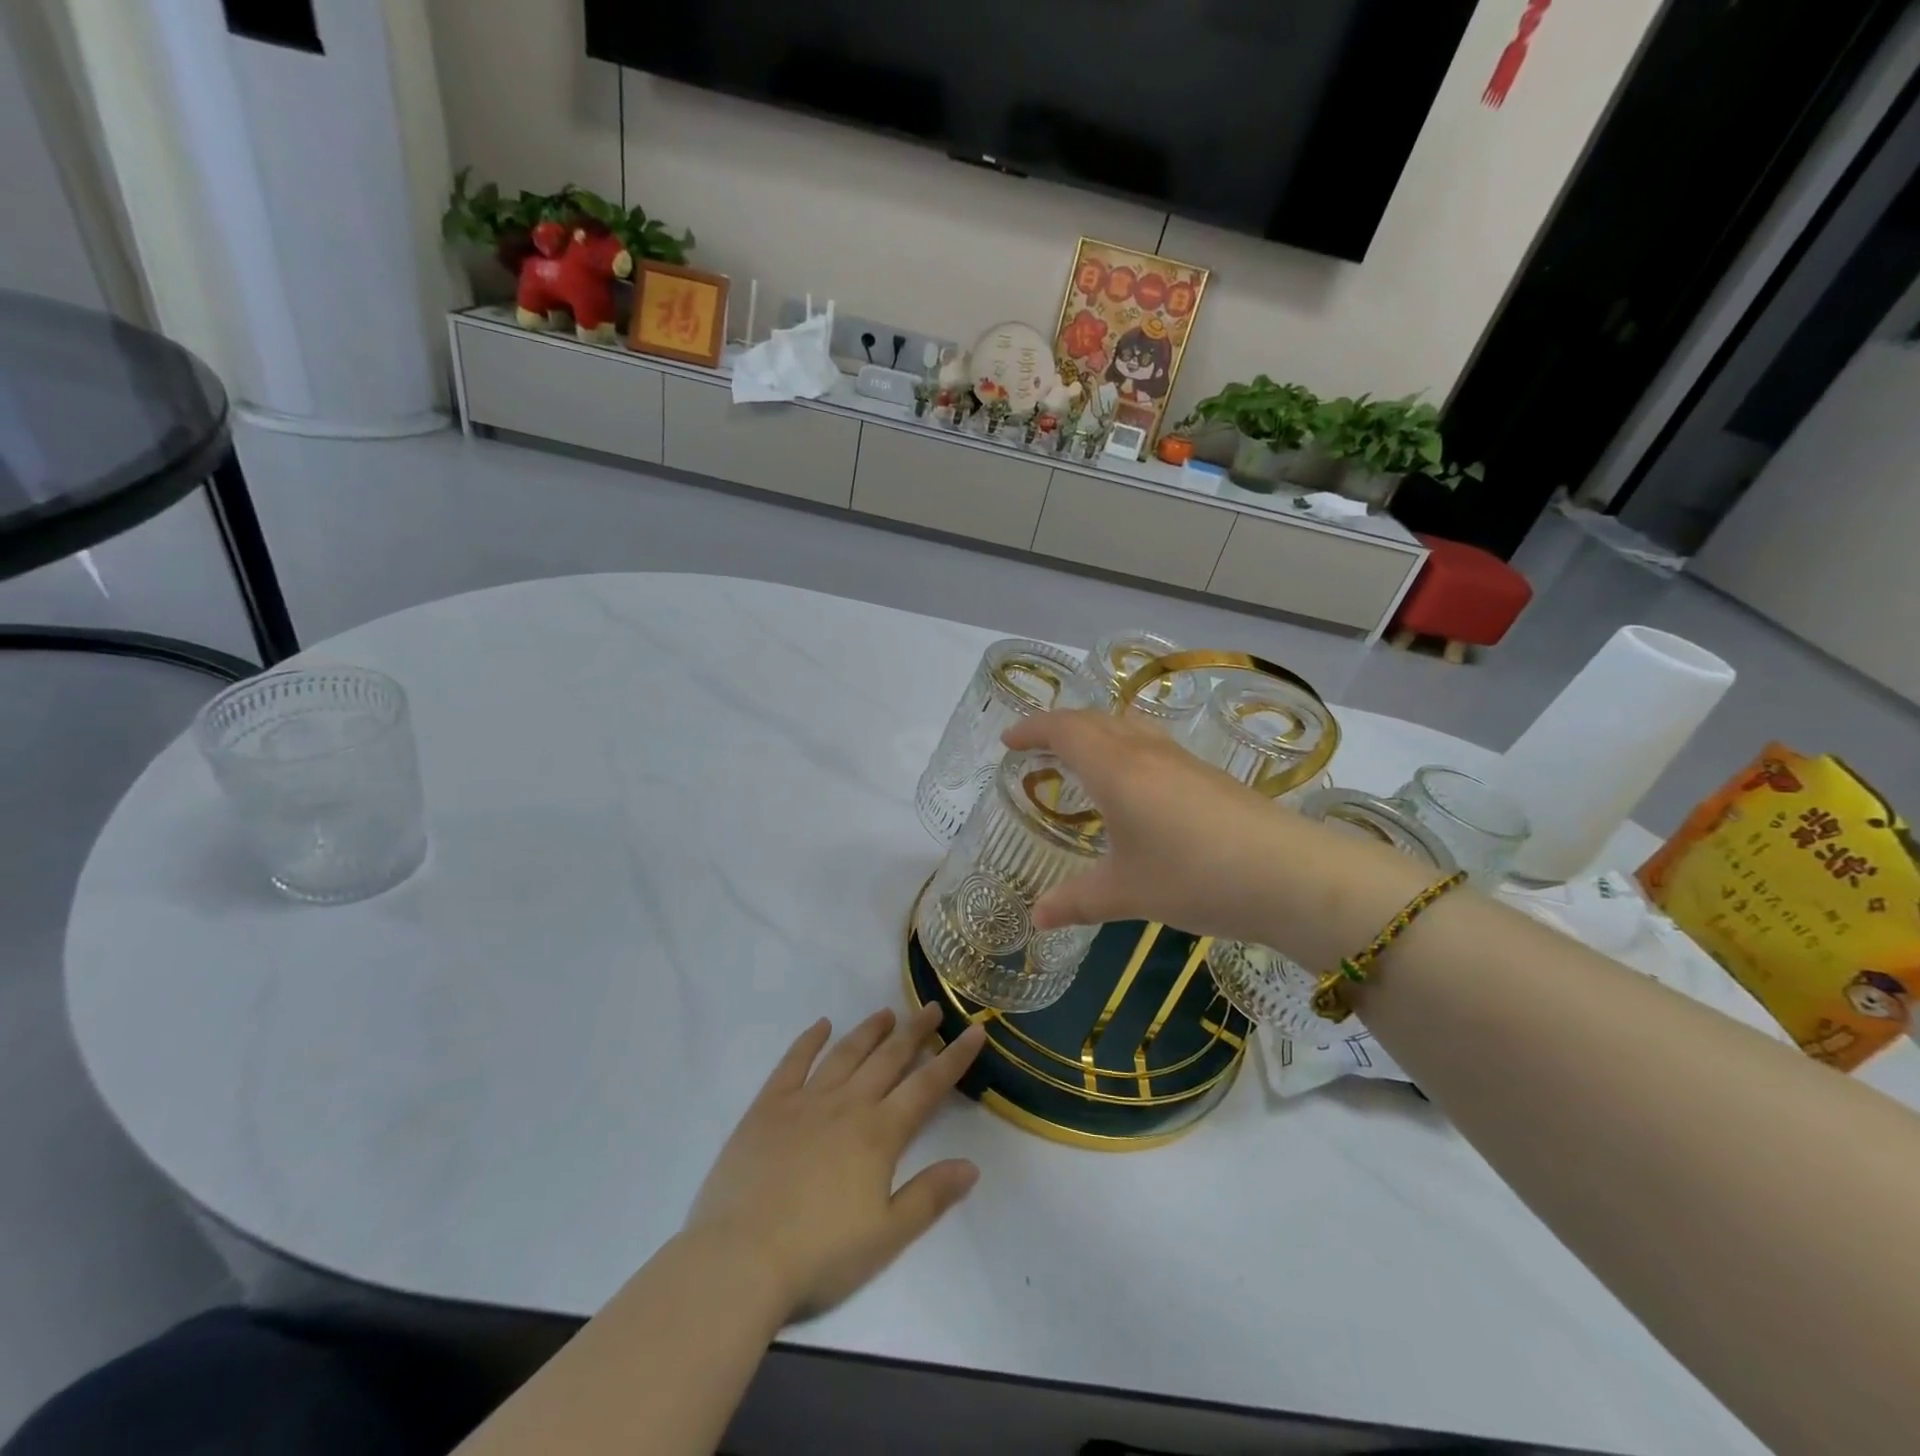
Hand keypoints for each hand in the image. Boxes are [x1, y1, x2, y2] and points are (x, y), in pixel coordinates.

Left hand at [685, 1004, 986, 1324]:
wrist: (740, 1259)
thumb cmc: (819, 1255)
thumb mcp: (886, 1236)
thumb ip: (930, 1196)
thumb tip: (972, 1166)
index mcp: (879, 1133)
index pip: (927, 1086)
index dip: (954, 1058)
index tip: (975, 1030)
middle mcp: (847, 1104)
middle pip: (889, 1058)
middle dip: (914, 1032)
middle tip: (932, 1007)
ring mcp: (805, 1100)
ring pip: (846, 1053)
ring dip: (869, 1030)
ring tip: (887, 1012)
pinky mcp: (768, 1106)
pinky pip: (794, 1062)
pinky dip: (810, 1040)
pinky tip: (822, 1025)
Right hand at [1002, 710, 1422, 954]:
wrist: (1289, 875)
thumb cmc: (1193, 876)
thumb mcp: (1127, 893)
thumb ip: (1076, 901)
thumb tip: (1035, 919)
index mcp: (1115, 769)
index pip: (1063, 730)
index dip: (1032, 728)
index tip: (1008, 740)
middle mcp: (1145, 752)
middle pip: (1093, 719)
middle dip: (1058, 726)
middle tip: (1035, 747)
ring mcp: (1181, 759)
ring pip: (1126, 726)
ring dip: (1095, 732)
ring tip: (1078, 758)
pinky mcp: (1207, 774)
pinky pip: (1150, 744)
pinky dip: (1123, 747)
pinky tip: (1132, 784)